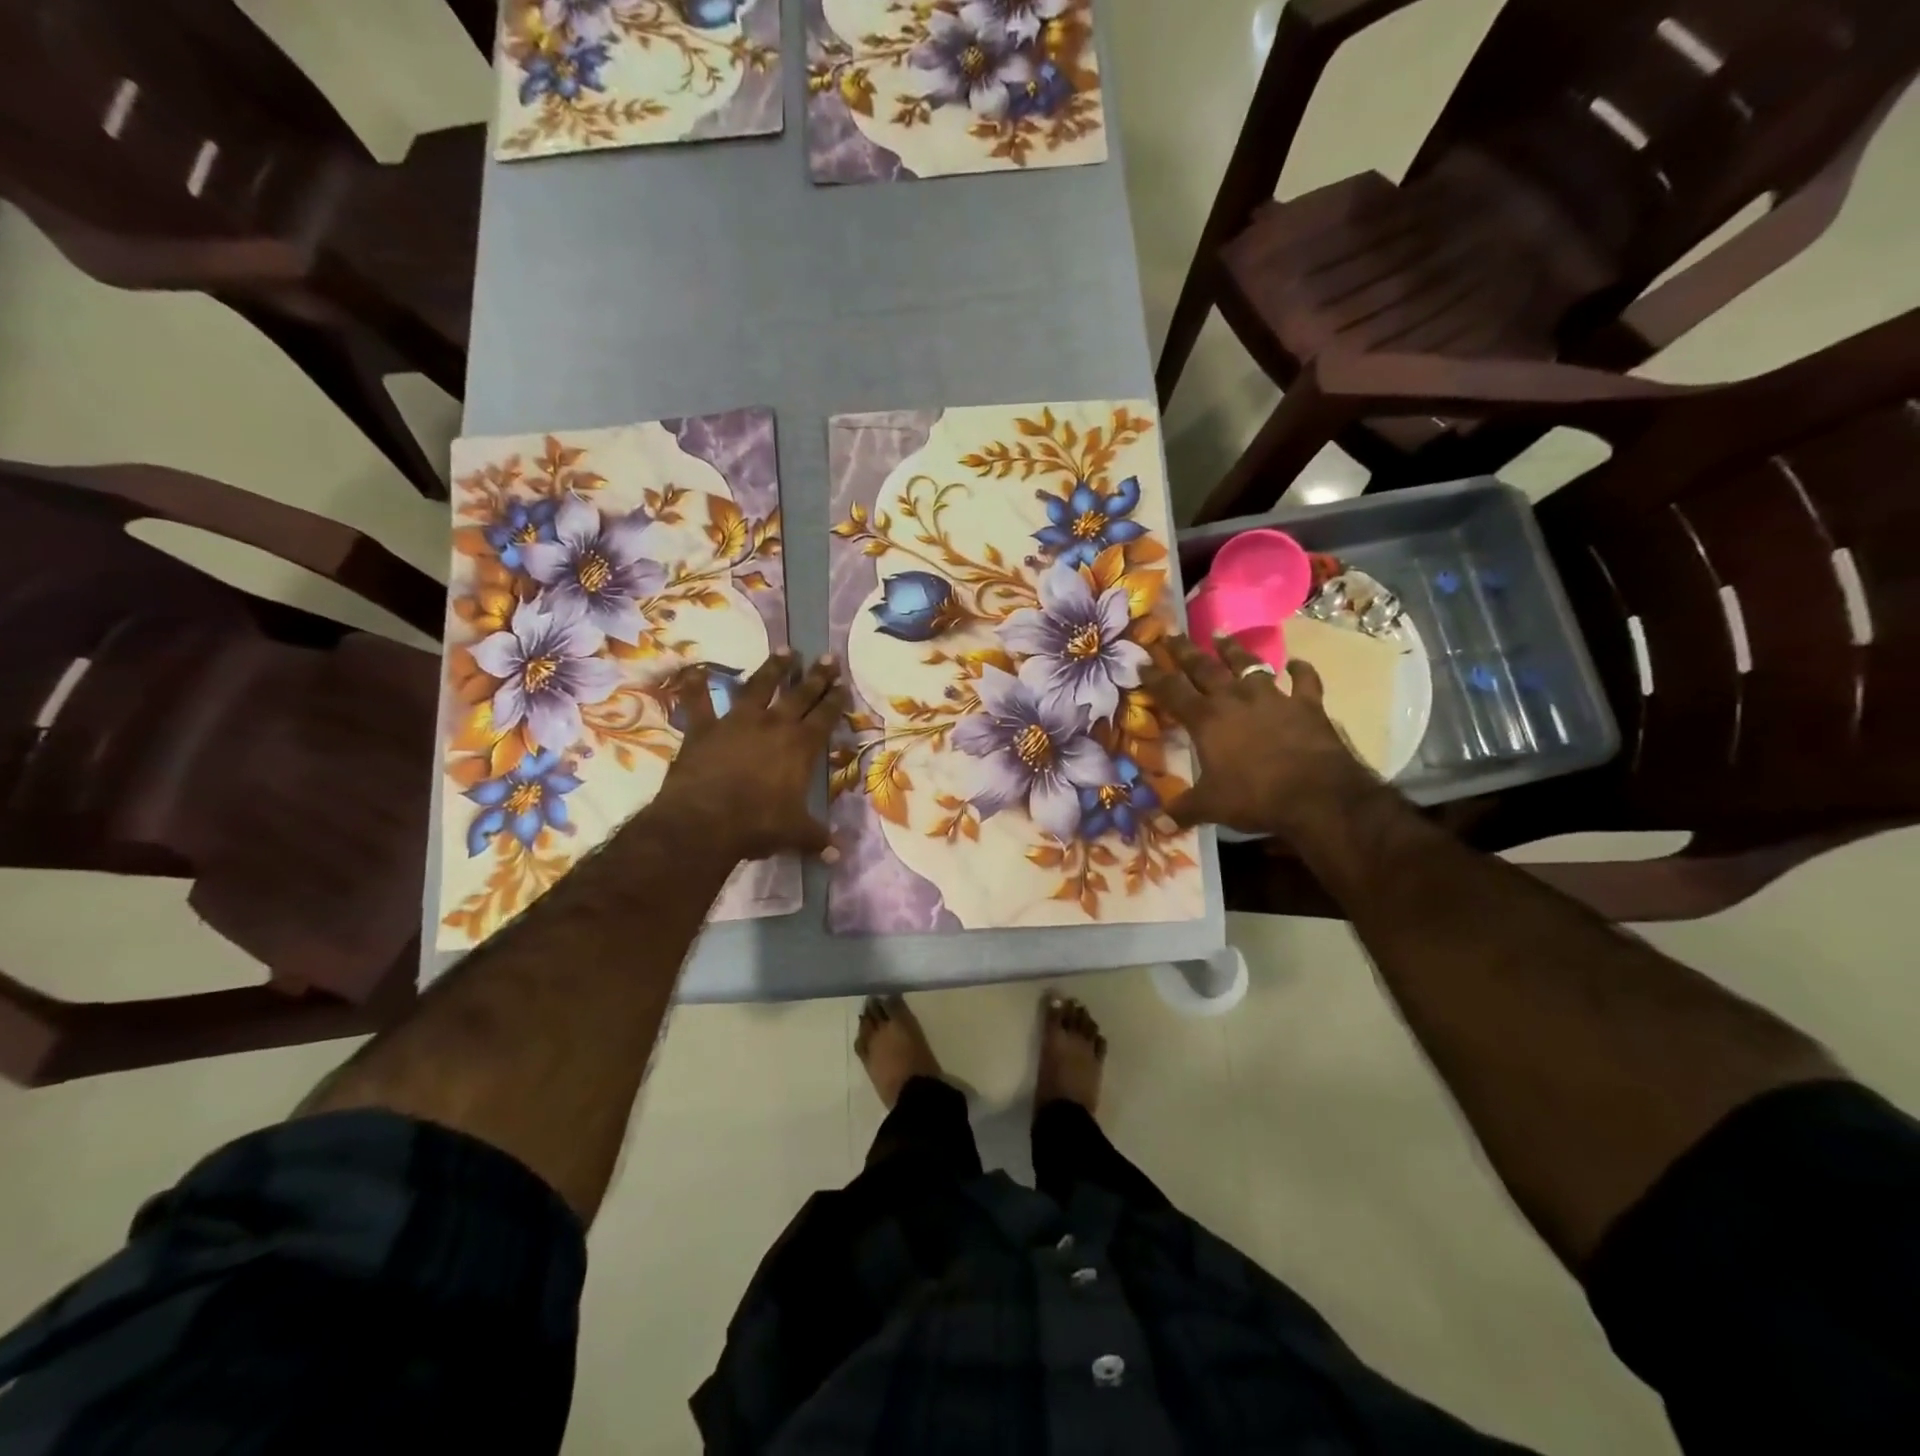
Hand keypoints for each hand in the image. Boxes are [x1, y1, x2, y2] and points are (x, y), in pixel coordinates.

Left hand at [639, 650, 848, 864]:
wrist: (704, 822)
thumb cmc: (757, 825)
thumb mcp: (795, 834)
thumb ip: (817, 838)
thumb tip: (839, 855)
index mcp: (800, 747)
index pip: (825, 717)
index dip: (835, 700)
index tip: (843, 684)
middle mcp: (772, 725)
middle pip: (799, 694)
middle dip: (816, 675)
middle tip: (827, 657)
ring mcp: (736, 722)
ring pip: (758, 687)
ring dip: (772, 668)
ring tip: (785, 650)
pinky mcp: (703, 729)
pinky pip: (699, 702)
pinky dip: (697, 686)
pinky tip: (695, 669)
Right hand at [1141, 633, 1379, 842]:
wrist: (1316, 794)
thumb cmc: (1254, 797)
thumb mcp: (1210, 807)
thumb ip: (1183, 809)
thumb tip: (1160, 821)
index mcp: (1206, 719)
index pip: (1172, 691)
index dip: (1155, 677)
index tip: (1142, 662)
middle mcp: (1235, 699)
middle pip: (1205, 668)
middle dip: (1185, 651)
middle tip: (1172, 634)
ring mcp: (1273, 697)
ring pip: (1248, 665)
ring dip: (1234, 650)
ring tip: (1221, 635)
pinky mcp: (1307, 704)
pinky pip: (1304, 681)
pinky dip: (1300, 670)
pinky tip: (1296, 663)